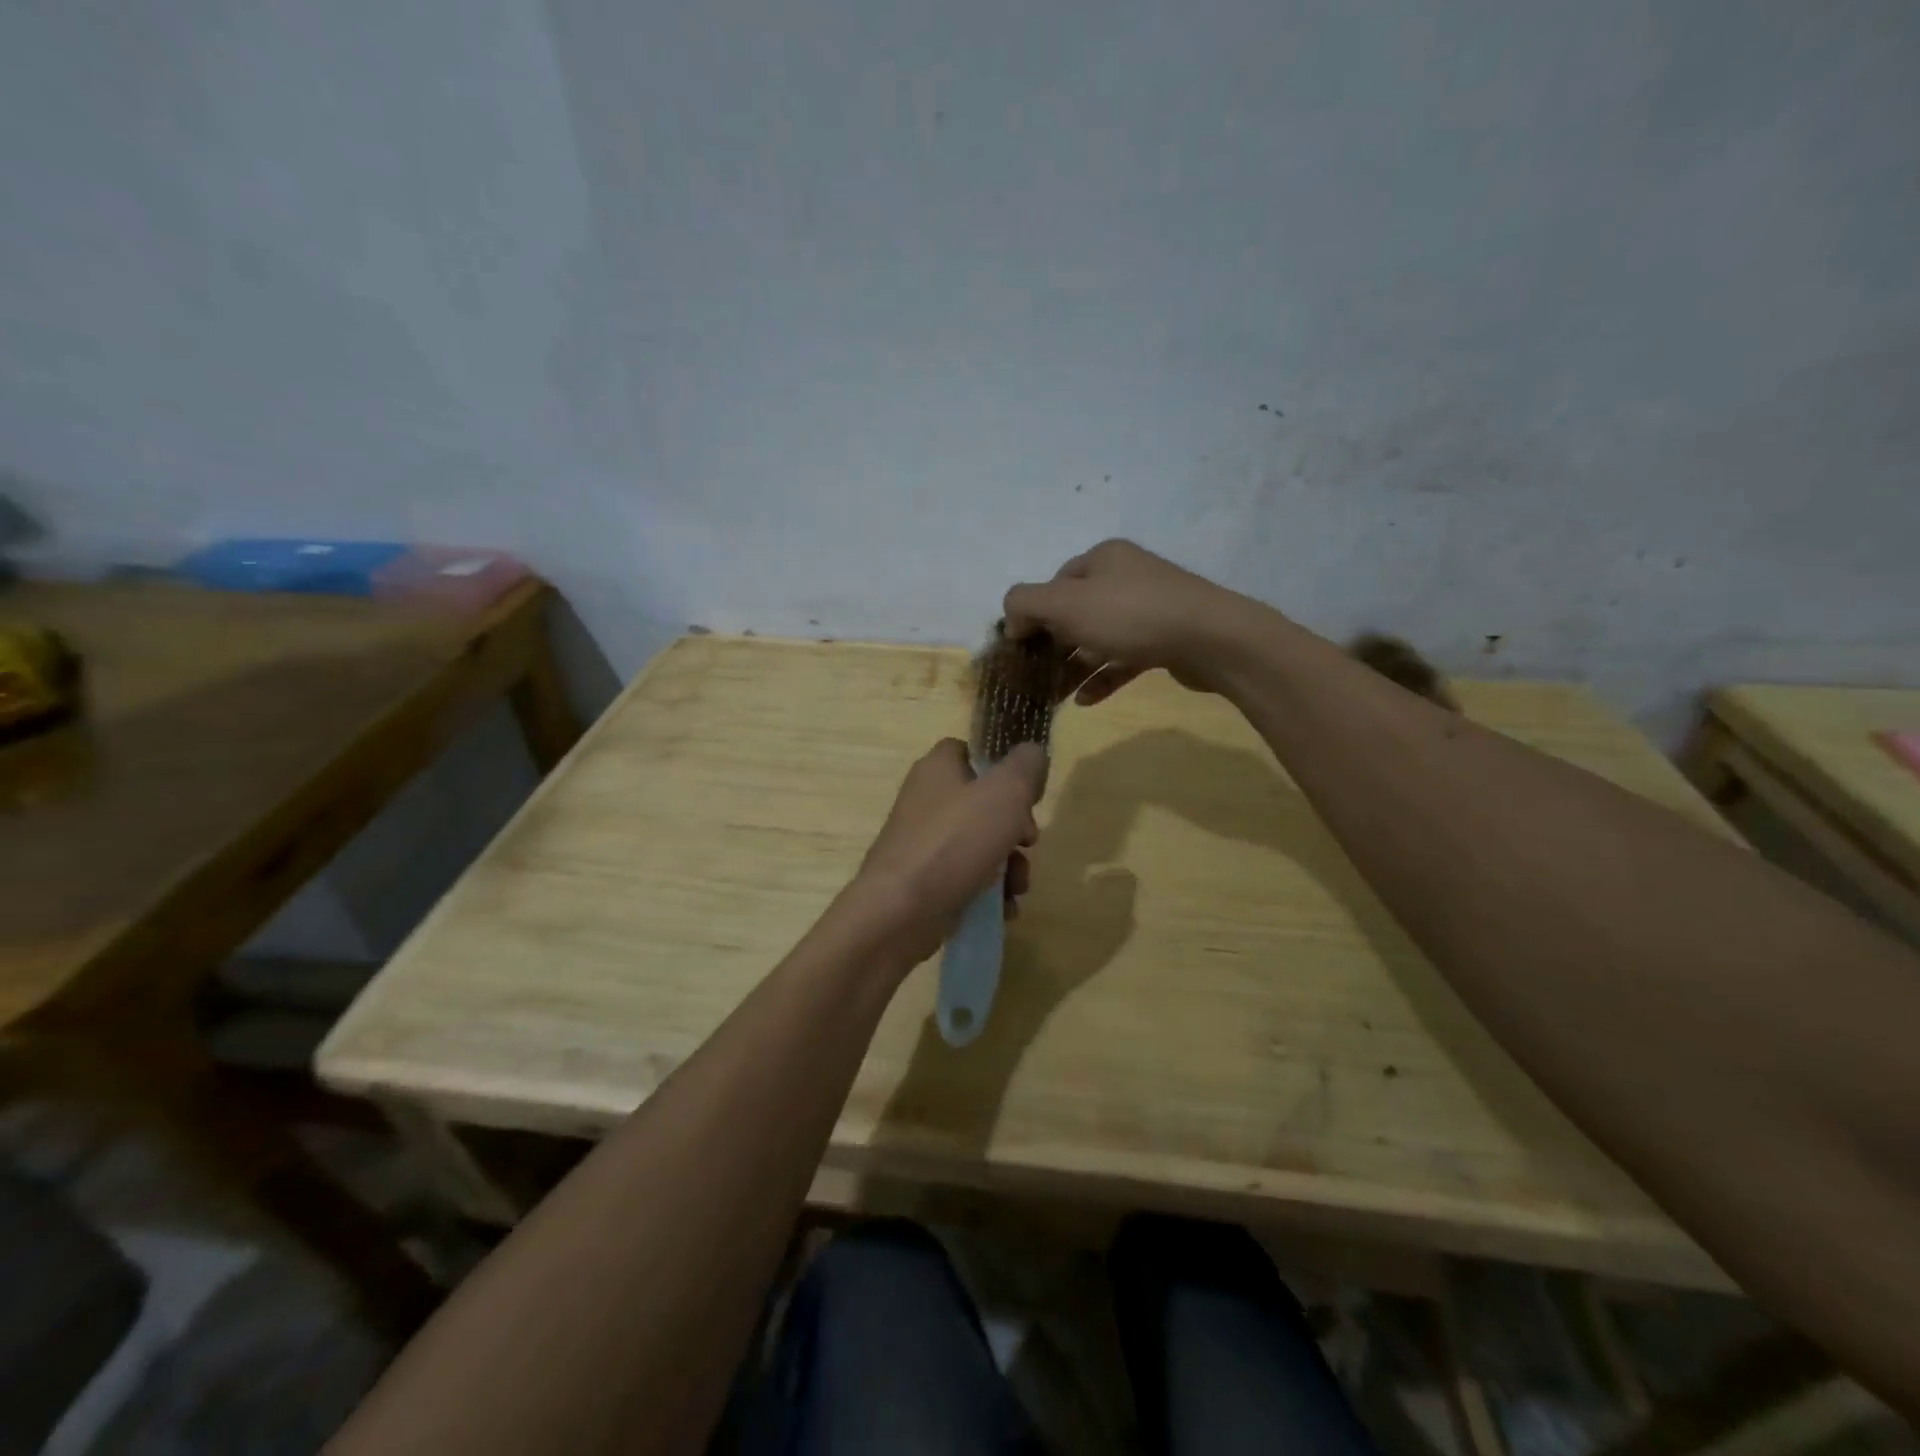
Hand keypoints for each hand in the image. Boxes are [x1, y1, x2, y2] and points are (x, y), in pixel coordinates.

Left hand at [850, 738, 1045, 968]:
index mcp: (937, 769)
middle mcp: (927, 801)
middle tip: (1028, 842)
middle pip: (984, 804)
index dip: (1001, 768)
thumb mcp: (1004, 792)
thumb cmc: (954, 842)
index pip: (970, 752)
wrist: (899, 912)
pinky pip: (967, 879)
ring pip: (981, 845)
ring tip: (1017, 886)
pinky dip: (989, 892)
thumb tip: (1032, 753)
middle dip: (1016, 827)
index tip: (1025, 791)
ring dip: (1009, 866)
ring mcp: (924, 844)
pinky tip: (1004, 908)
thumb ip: (1025, 766)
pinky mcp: (925, 882)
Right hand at [1003, 539, 1250, 704]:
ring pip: (1098, 638)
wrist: (1211, 639)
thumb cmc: (1131, 615)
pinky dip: (1102, 677)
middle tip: (1033, 676)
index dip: (1033, 614)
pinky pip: (1122, 659)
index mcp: (1102, 559)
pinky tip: (1084, 700)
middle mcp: (1125, 577)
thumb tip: (1012, 619)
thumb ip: (1026, 603)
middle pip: (1075, 612)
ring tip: (1052, 696)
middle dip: (1051, 645)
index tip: (1019, 648)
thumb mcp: (1066, 603)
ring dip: (1073, 666)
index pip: (1054, 583)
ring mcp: (1148, 609)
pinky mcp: (1164, 640)